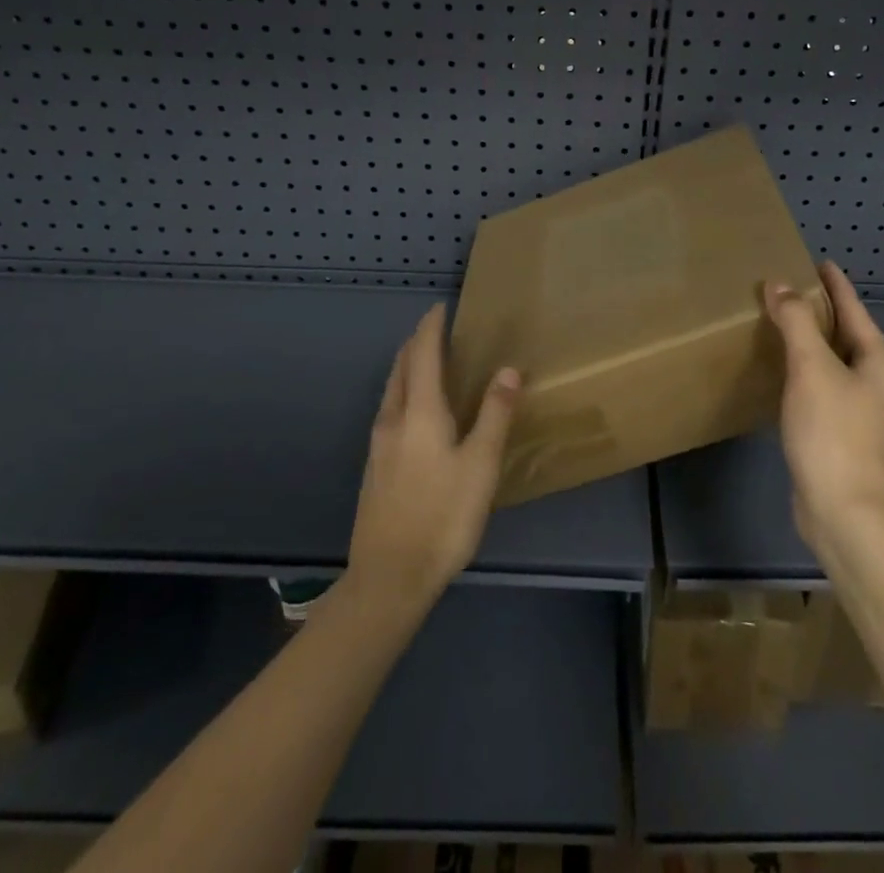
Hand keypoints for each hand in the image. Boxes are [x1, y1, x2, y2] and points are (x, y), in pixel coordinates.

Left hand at [345, 304, 521, 620]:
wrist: (389, 578)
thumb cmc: (443, 516)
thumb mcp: (480, 465)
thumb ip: (494, 414)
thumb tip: (508, 369)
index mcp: (419, 412)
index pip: (423, 354)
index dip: (431, 327)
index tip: (441, 306)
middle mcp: (393, 419)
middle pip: (402, 367)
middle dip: (417, 343)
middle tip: (438, 329)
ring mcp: (379, 445)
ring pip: (392, 390)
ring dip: (409, 367)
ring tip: (429, 362)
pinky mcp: (375, 467)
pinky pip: (390, 410)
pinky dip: (405, 392)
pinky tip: (418, 411)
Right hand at [763, 260, 883, 558]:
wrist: (844, 512)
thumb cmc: (834, 432)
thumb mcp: (812, 368)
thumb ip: (795, 322)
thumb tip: (779, 285)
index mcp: (879, 361)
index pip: (854, 309)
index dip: (835, 284)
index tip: (817, 260)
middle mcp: (876, 381)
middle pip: (845, 333)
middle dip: (818, 310)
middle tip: (786, 287)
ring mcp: (860, 409)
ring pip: (831, 360)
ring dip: (807, 340)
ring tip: (777, 320)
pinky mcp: (839, 431)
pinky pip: (820, 385)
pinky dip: (802, 368)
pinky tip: (779, 368)